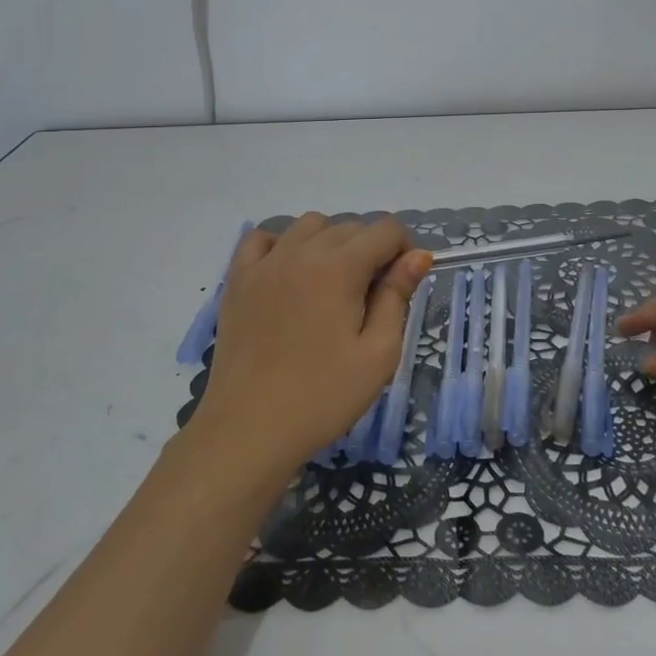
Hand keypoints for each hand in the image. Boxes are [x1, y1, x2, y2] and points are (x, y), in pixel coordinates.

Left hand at [188, 213, 431, 482]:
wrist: (249, 430)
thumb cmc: (323, 397)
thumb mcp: (378, 354)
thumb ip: (397, 296)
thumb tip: (417, 255)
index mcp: (340, 267)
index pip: (385, 229)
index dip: (403, 250)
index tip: (401, 285)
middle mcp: (301, 251)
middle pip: (349, 226)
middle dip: (370, 249)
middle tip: (369, 297)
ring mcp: (264, 263)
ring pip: (308, 225)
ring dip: (330, 241)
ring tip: (331, 284)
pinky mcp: (237, 280)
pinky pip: (261, 238)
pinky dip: (282, 243)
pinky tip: (289, 272)